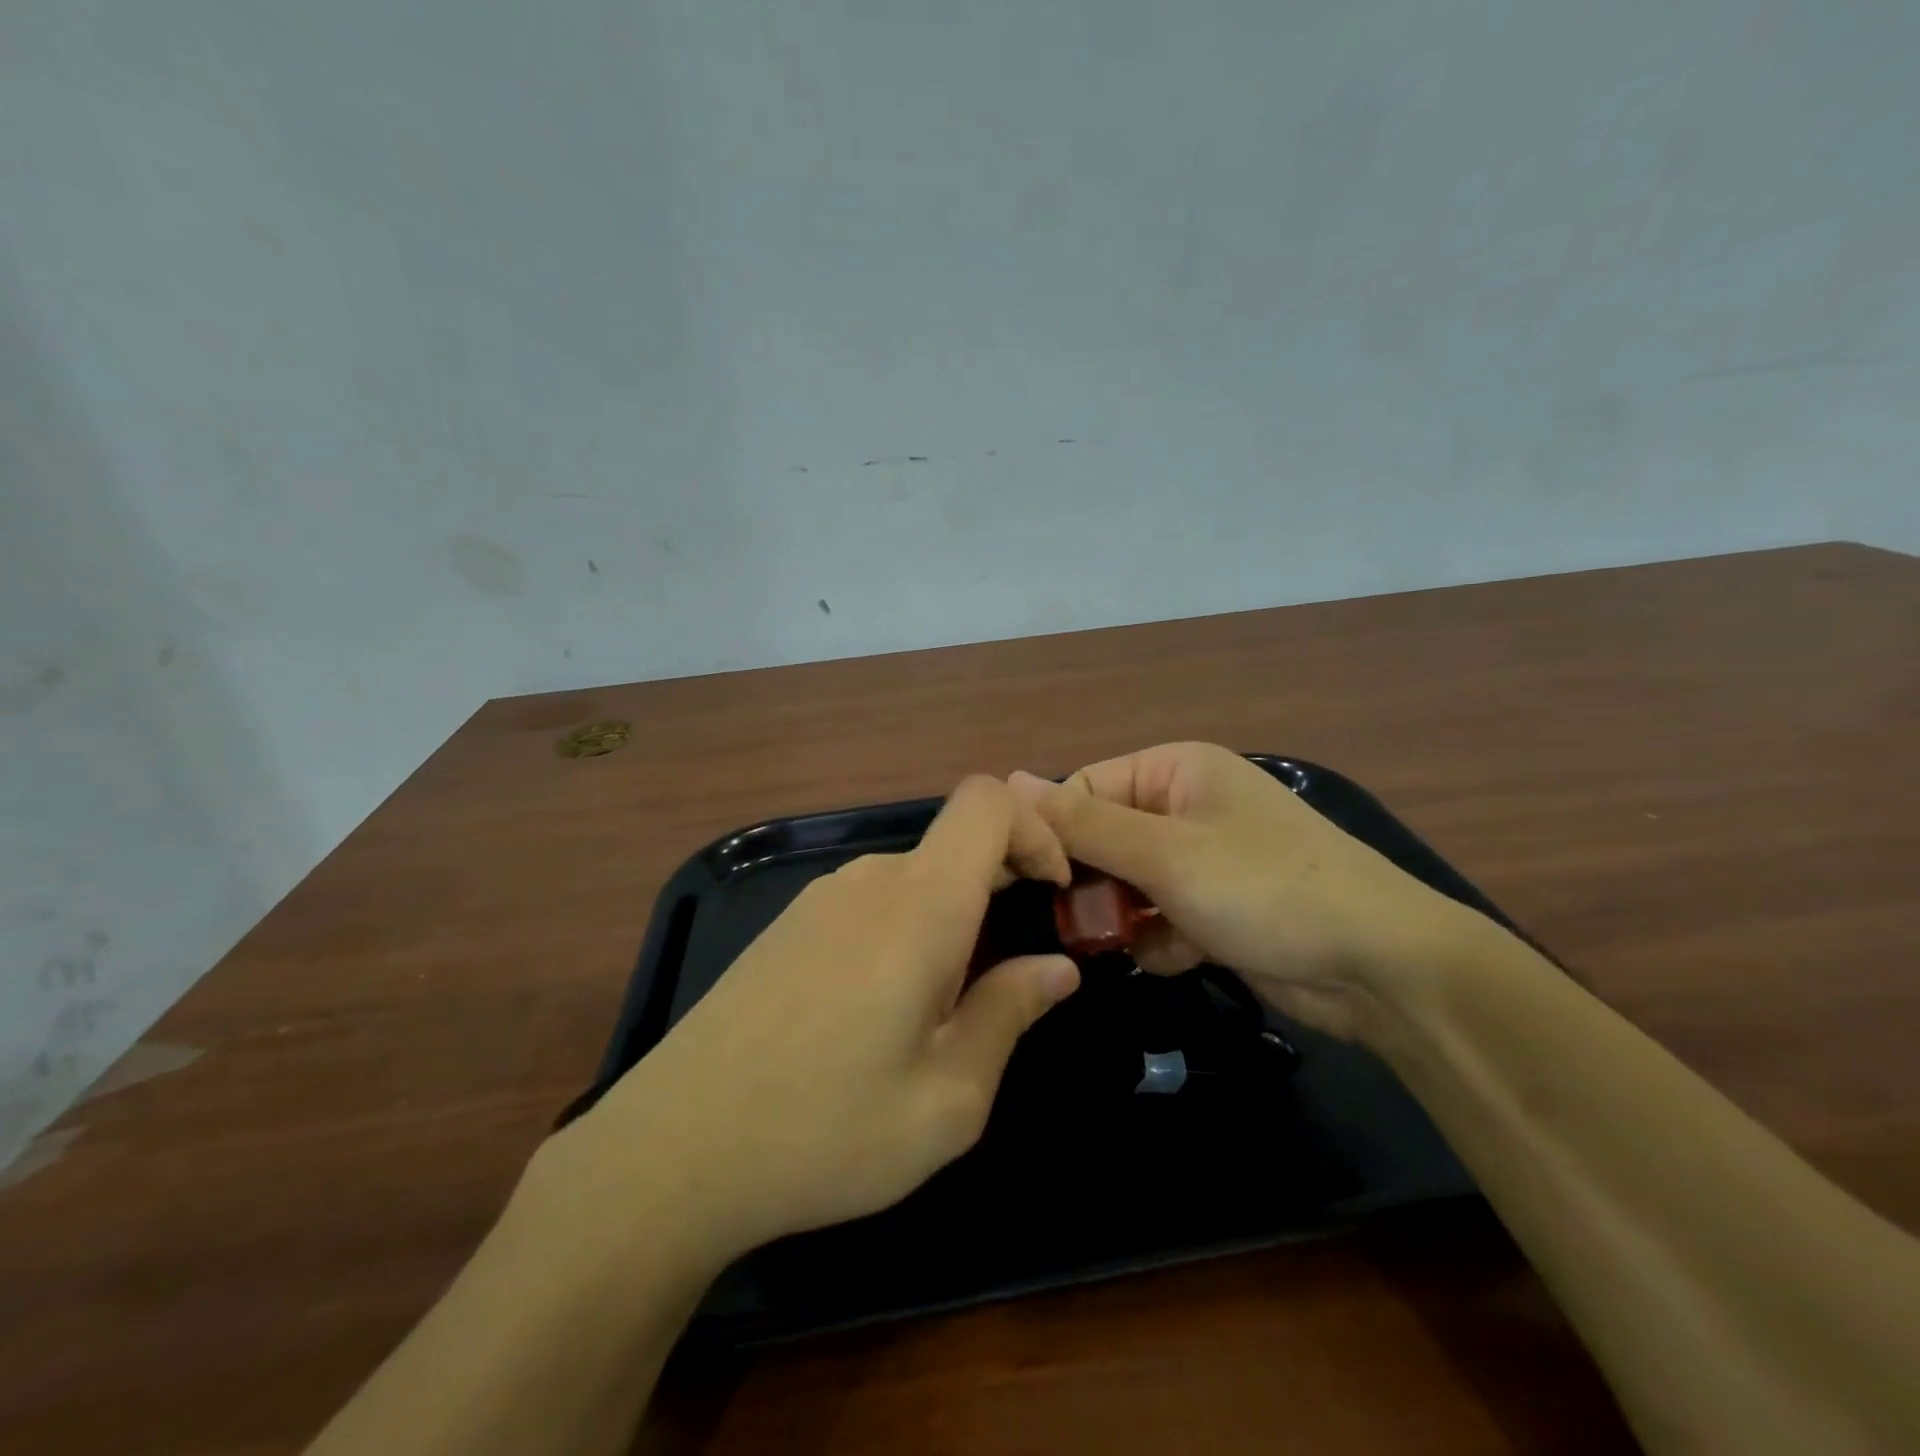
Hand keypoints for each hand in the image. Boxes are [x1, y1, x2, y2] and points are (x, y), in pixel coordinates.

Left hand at [551, 777, 1079, 1264]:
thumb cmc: (825, 1130)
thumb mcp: (947, 1099)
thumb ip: (1009, 1014)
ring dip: (947, 925)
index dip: (1034, 829)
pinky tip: (874, 1017)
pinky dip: (901, 936)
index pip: (986, 803)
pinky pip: (868, 906)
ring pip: (912, 883)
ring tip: (936, 1018)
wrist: (671, 1151)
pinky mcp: (785, 926)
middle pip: (953, 848)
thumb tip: (1055, 968)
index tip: (1050, 893)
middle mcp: (867, 881)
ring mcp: (818, 899)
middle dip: (998, 894)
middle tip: (1003, 982)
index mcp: (919, 905)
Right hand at [1010, 743, 1491, 1040]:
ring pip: (1127, 884)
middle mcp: (1185, 806)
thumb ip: (1082, 823)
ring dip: (1126, 917)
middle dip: (1094, 884)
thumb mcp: (1165, 853)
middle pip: (1103, 839)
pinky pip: (1160, 916)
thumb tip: (1008, 780)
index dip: (1055, 833)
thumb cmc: (1264, 888)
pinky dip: (1162, 939)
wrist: (1380, 967)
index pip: (1084, 789)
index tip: (1033, 881)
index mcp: (1174, 771)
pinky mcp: (1216, 907)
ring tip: (1141, 940)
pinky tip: (1185, 954)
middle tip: (1081, 924)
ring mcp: (1203, 859)